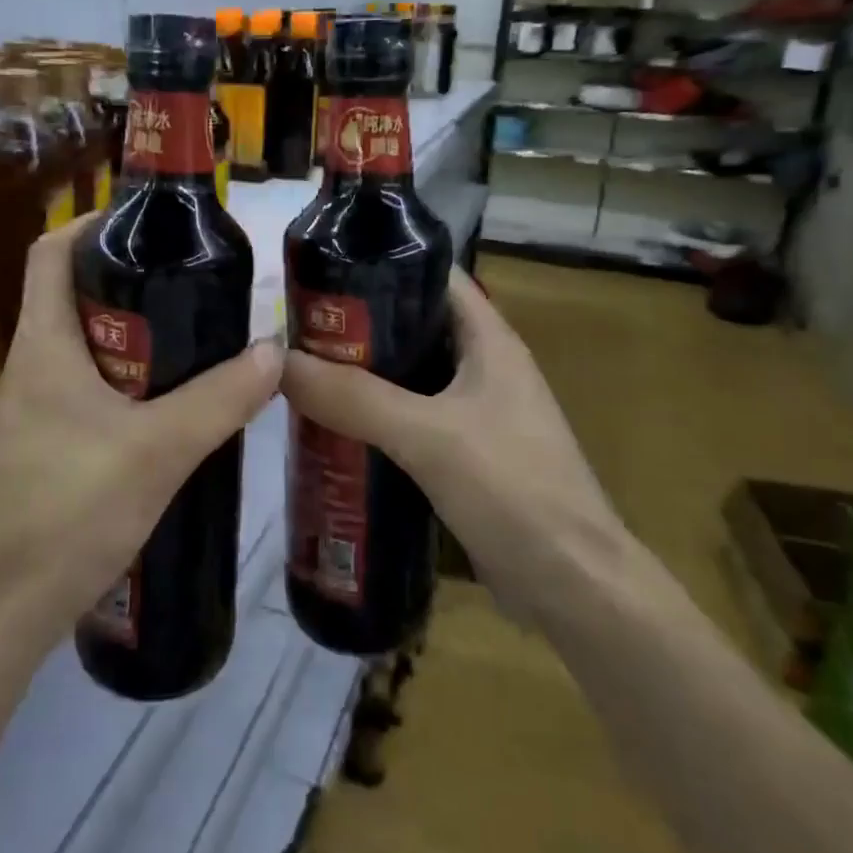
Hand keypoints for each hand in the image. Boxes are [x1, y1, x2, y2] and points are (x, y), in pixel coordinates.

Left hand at [0, 219, 283, 660]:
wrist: (0, 613)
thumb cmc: (68, 512)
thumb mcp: (159, 450)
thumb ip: (220, 399)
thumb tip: (274, 351)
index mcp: (43, 345)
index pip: (52, 253)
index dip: (92, 224)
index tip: (149, 225)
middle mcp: (30, 367)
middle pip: (75, 298)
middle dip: (132, 285)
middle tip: (195, 287)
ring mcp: (32, 412)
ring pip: (86, 350)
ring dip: (135, 341)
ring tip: (195, 342)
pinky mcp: (43, 449)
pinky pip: (87, 393)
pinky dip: (127, 385)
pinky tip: (170, 410)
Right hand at [280, 268, 623, 609]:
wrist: (572, 586)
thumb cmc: (513, 490)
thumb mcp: (429, 436)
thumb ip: (355, 398)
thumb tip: (280, 362)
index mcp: (489, 341)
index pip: (433, 277)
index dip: (382, 265)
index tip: (322, 273)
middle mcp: (483, 368)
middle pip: (412, 328)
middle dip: (357, 328)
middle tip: (295, 331)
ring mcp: (475, 414)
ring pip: (407, 378)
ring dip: (361, 377)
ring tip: (301, 374)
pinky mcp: (464, 456)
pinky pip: (409, 422)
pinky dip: (373, 419)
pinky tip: (331, 429)